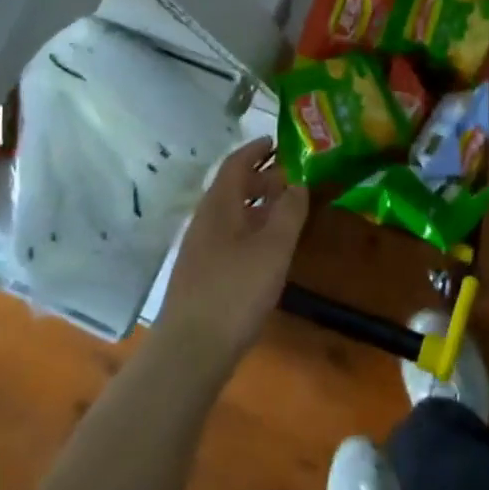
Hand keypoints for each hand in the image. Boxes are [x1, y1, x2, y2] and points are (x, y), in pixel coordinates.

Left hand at [157, 139, 309, 371]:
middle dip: (261, 176)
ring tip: (285, 208)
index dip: (256, 149)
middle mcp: (205, 219)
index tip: (277, 140)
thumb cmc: (235, 291)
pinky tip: (267, 247)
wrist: (190, 349)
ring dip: (257, 204)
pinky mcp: (202, 273)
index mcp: (218, 205)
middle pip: (232, 186)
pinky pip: (229, 234)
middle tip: (291, 175)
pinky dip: (250, 227)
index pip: (235, 163)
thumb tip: (298, 183)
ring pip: (231, 213)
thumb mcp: (273, 248)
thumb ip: (289, 212)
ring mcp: (200, 247)